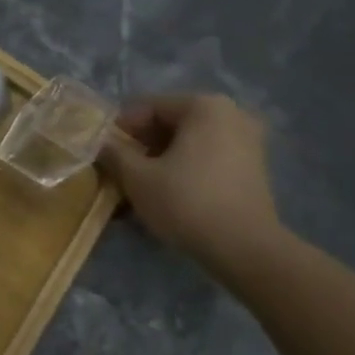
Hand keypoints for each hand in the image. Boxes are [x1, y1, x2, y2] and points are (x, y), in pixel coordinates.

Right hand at [98, 95, 281, 271]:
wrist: (244, 248)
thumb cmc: (186, 202)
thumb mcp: (137, 177)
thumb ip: (114, 153)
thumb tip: (101, 142)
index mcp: (204, 106)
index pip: (148, 107)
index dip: (120, 129)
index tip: (103, 153)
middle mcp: (231, 114)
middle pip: (171, 123)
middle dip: (142, 145)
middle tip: (119, 170)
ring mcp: (248, 140)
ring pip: (189, 142)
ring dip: (161, 159)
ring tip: (140, 185)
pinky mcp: (253, 167)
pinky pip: (207, 157)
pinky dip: (185, 168)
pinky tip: (167, 192)